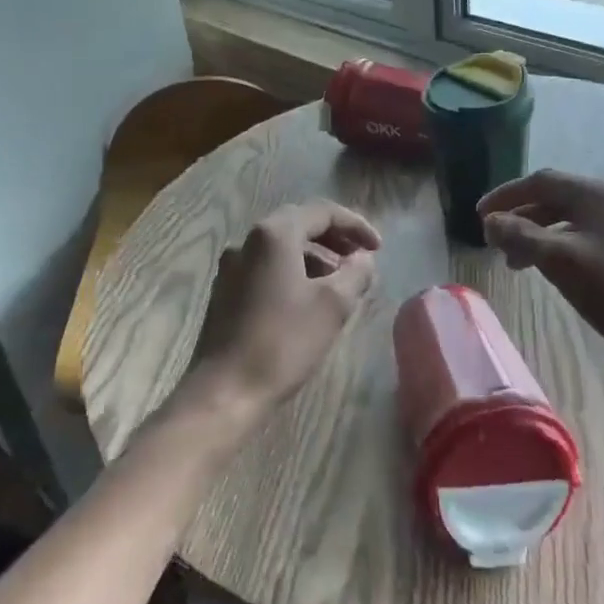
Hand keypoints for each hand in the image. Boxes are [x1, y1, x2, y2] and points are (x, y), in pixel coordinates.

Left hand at [185, 200, 381, 424]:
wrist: (225, 392)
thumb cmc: (283, 342)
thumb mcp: (333, 306)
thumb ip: (356, 273)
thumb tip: (364, 258)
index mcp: (275, 234)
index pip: (323, 212)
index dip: (356, 225)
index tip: (378, 248)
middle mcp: (249, 240)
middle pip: (300, 224)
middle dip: (335, 238)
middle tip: (360, 258)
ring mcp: (232, 265)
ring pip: (282, 247)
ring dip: (315, 256)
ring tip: (339, 282)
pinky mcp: (225, 290)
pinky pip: (267, 266)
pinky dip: (293, 271)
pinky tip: (308, 298)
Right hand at [479, 170, 603, 376]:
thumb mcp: (560, 261)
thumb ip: (520, 236)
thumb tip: (490, 222)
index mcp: (598, 193)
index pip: (541, 181)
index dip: (506, 196)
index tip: (478, 216)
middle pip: (555, 198)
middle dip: (521, 216)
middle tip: (494, 241)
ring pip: (569, 219)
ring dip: (537, 234)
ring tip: (516, 262)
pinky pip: (585, 236)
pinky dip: (559, 246)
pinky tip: (550, 269)